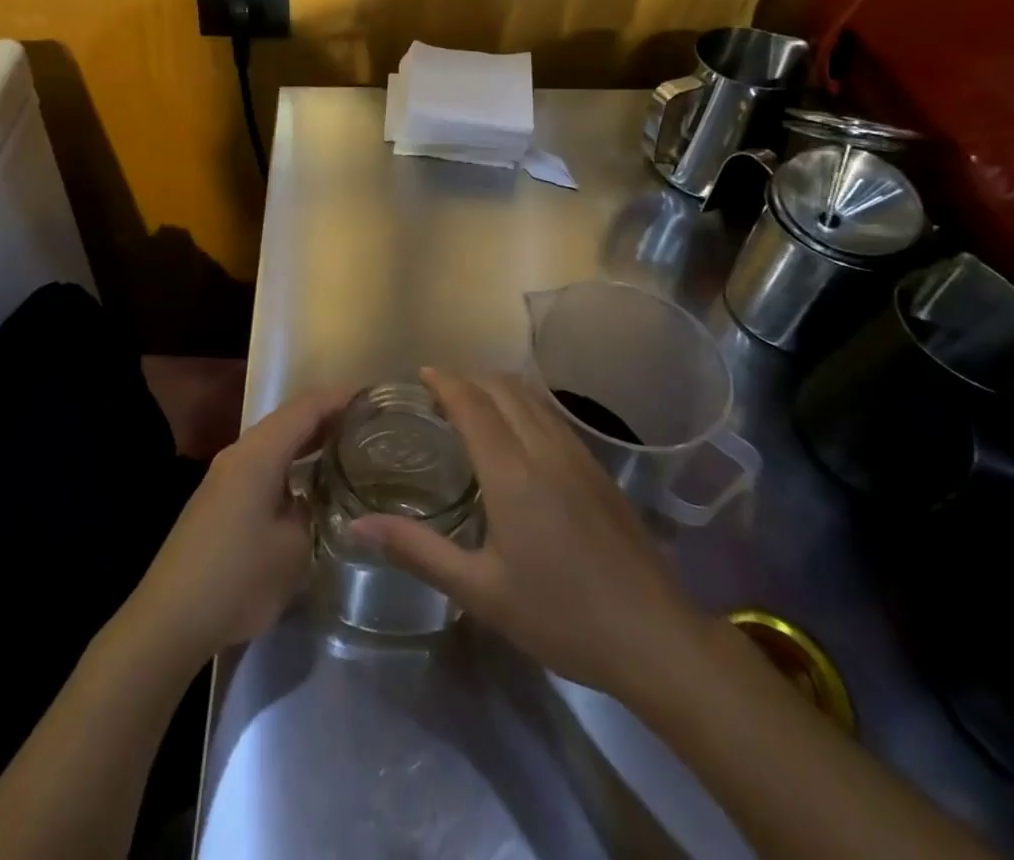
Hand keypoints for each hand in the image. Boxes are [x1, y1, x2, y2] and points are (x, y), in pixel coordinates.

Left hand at [127, 383, 350, 665]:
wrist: (171, 618)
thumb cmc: (238, 577)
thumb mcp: (293, 547)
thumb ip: (312, 510)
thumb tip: (317, 496)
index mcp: (258, 453)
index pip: (305, 407)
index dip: (340, 398)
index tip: (373, 398)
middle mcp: (239, 453)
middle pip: (288, 419)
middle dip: (327, 417)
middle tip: (367, 425)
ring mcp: (225, 476)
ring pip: (274, 442)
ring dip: (307, 441)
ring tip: (347, 448)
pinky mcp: (219, 499)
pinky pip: (263, 464)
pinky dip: (290, 462)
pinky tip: (309, 482)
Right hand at [350, 369, 709, 700]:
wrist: (656, 638)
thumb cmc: (561, 616)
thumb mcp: (480, 591)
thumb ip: (417, 550)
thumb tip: (357, 527)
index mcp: (512, 471)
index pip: (472, 402)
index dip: (444, 381)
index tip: (418, 375)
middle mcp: (544, 448)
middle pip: (502, 387)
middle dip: (467, 378)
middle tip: (436, 393)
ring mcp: (577, 455)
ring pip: (531, 396)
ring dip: (496, 386)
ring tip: (470, 404)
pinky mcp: (598, 469)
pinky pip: (552, 414)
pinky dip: (523, 403)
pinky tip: (516, 433)